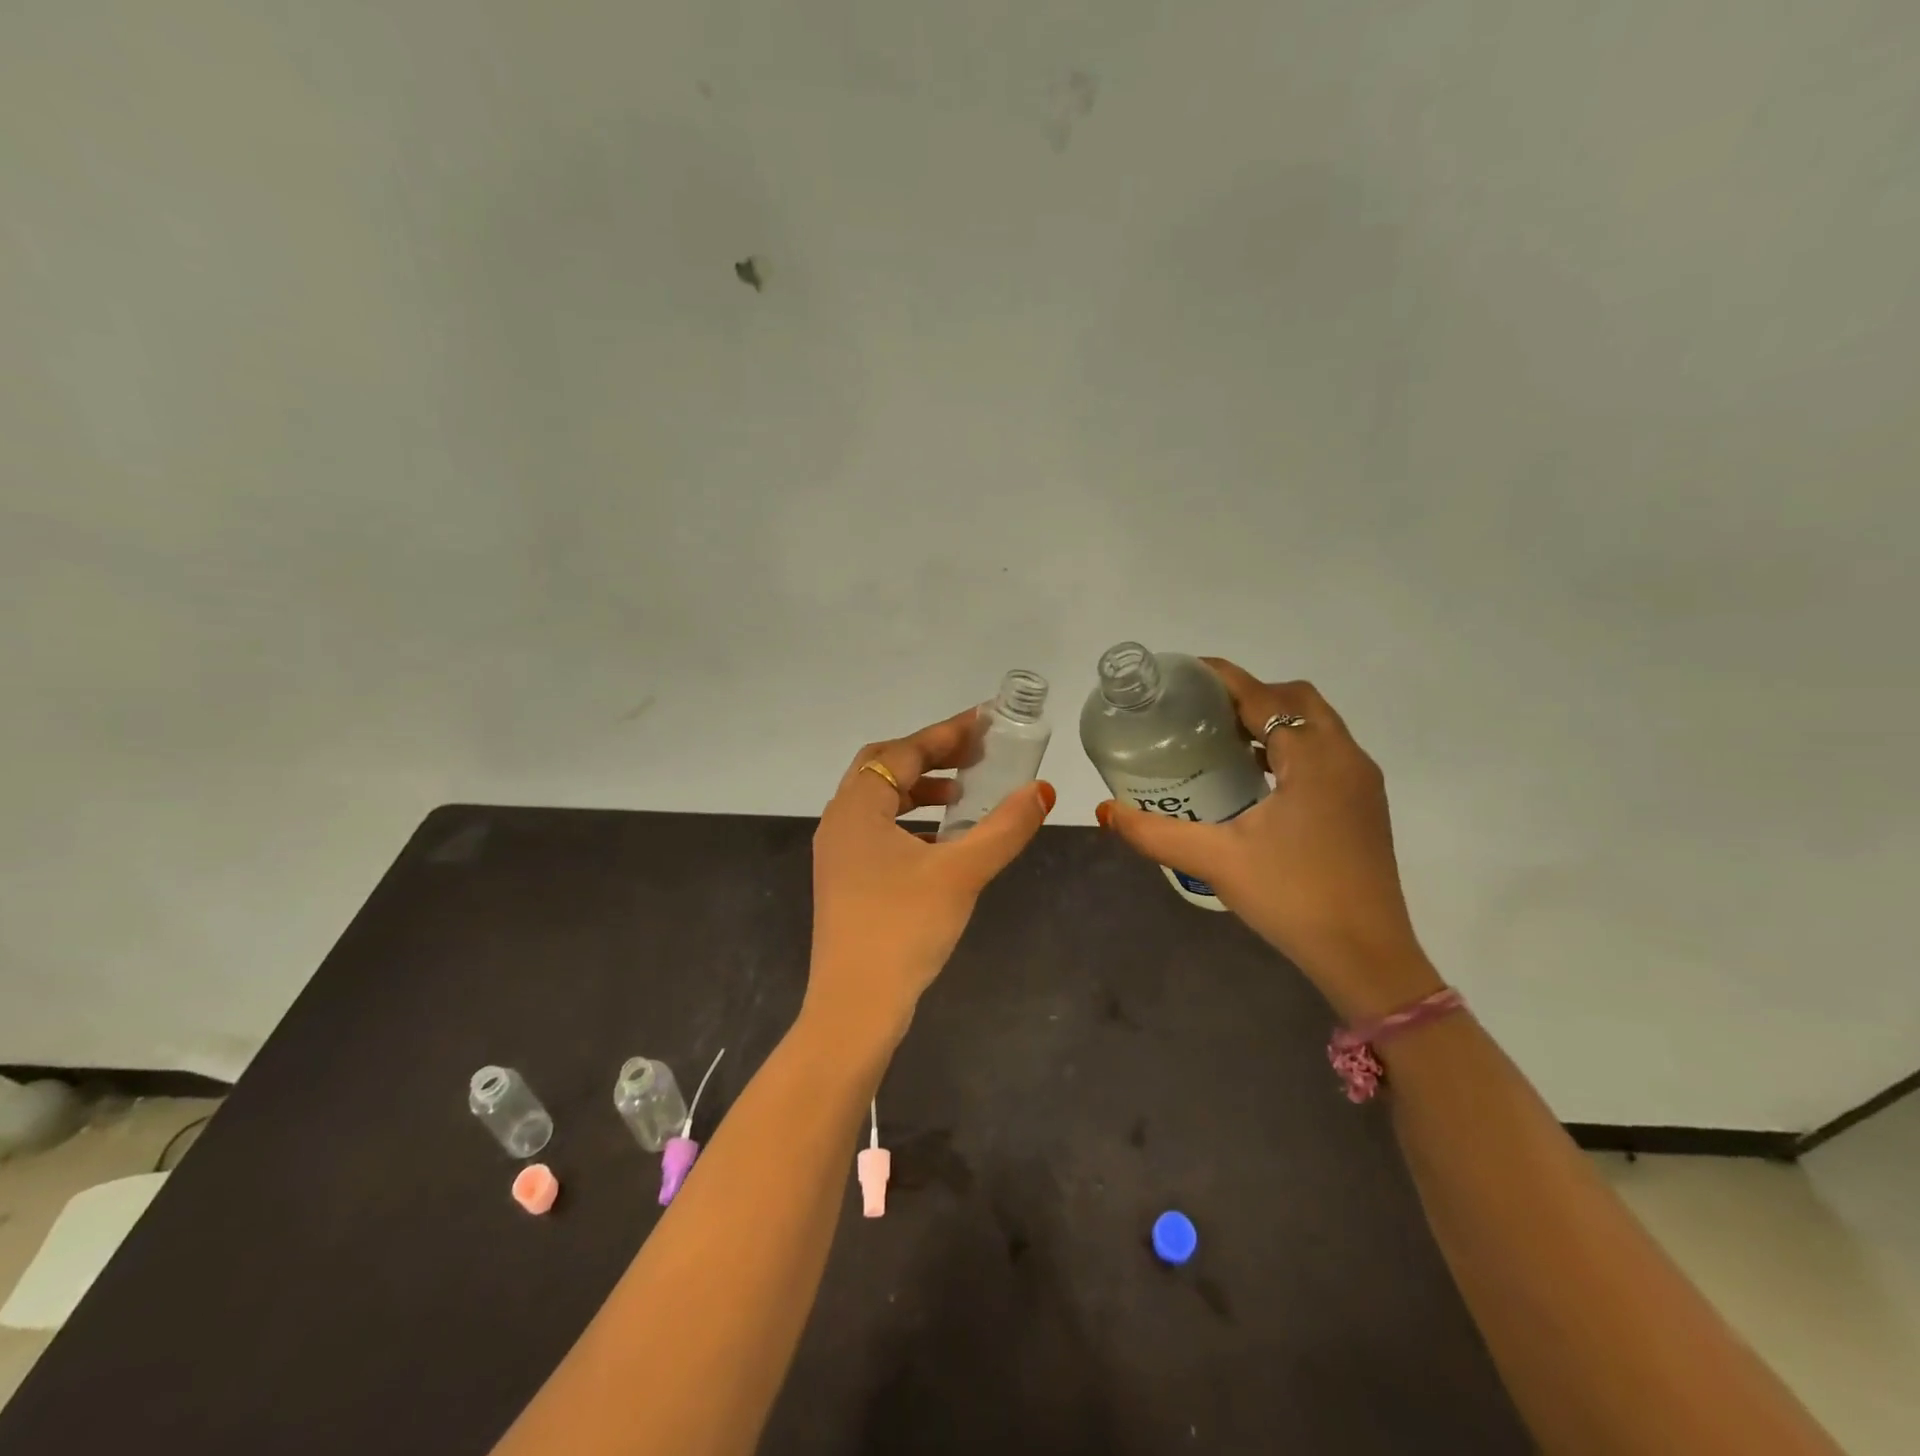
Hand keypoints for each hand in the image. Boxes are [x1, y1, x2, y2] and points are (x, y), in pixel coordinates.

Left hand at [808, 708, 1054, 1046]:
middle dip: (930, 757)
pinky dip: (910, 821)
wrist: (855, 1007)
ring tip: (963, 795)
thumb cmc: (904, 929)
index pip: (902, 752)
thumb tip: (1042, 790)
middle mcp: (839, 822)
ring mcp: (838, 854)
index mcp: (857, 808)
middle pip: (883, 768)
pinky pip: (878, 830)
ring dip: (919, 789)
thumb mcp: (962, 872)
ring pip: (879, 801)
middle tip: (975, 754)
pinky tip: (943, 841)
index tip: (985, 723)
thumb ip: (1005, 827)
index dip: (945, 734)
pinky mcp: (845, 881)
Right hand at [1096, 661, 1439, 1021]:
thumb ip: (1156, 833)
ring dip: (1273, 719)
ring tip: (1221, 738)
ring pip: (1316, 725)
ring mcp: (1360, 782)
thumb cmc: (1294, 897)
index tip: (1186, 672)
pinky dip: (1290, 746)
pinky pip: (1324, 752)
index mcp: (1313, 759)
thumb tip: (1106, 811)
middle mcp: (1345, 758)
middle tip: (1201, 710)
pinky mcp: (1363, 805)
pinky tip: (1255, 777)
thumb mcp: (1217, 861)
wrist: (1367, 957)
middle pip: (1297, 700)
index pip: (1265, 697)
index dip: (1224, 677)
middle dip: (1250, 694)